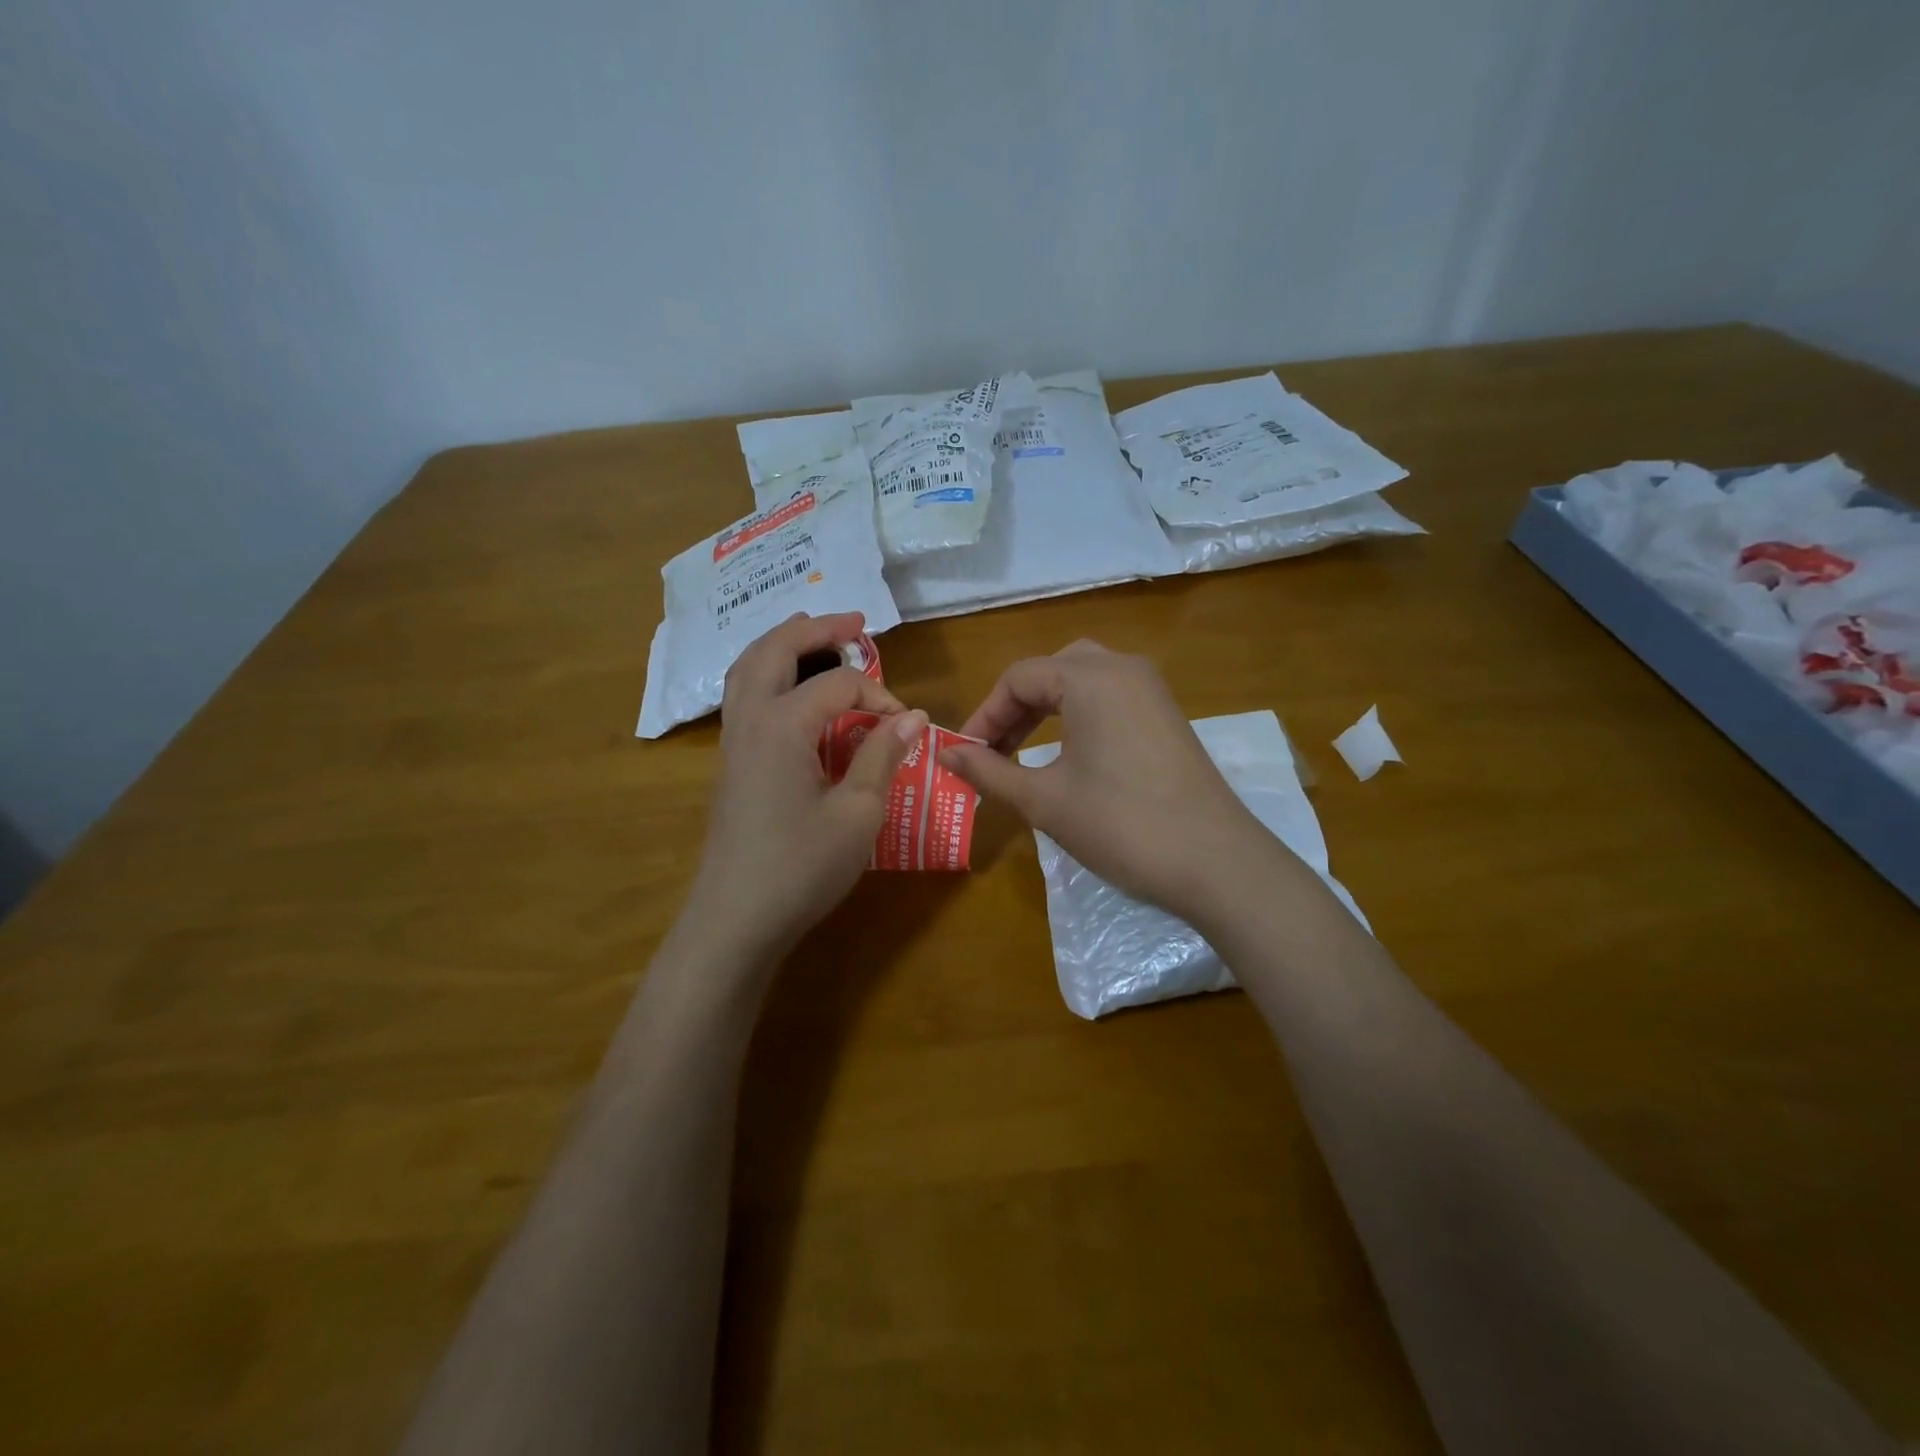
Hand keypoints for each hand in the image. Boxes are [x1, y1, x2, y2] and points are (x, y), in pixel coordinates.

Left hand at [684, 612, 927, 963]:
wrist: (736, 920)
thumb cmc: (801, 867)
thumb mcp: (858, 812)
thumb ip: (883, 756)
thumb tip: (912, 716)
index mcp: (781, 724)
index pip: (838, 685)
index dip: (879, 695)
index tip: (907, 725)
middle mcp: (749, 719)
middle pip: (775, 650)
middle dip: (816, 629)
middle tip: (854, 621)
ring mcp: (732, 741)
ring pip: (748, 668)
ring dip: (783, 644)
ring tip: (815, 635)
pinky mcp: (729, 762)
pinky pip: (744, 696)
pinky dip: (767, 673)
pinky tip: (790, 690)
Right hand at [940, 641, 1277, 922]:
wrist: (1215, 863)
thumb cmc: (1120, 825)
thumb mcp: (1044, 799)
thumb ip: (989, 771)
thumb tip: (945, 753)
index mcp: (1090, 677)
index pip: (1018, 678)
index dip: (984, 716)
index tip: (964, 755)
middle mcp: (1123, 668)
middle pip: (1050, 671)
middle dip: (1014, 709)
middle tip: (992, 751)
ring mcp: (1152, 691)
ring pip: (1082, 682)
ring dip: (1045, 710)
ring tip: (1020, 752)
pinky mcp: (1167, 716)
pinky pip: (1110, 698)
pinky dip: (1078, 716)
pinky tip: (1068, 754)